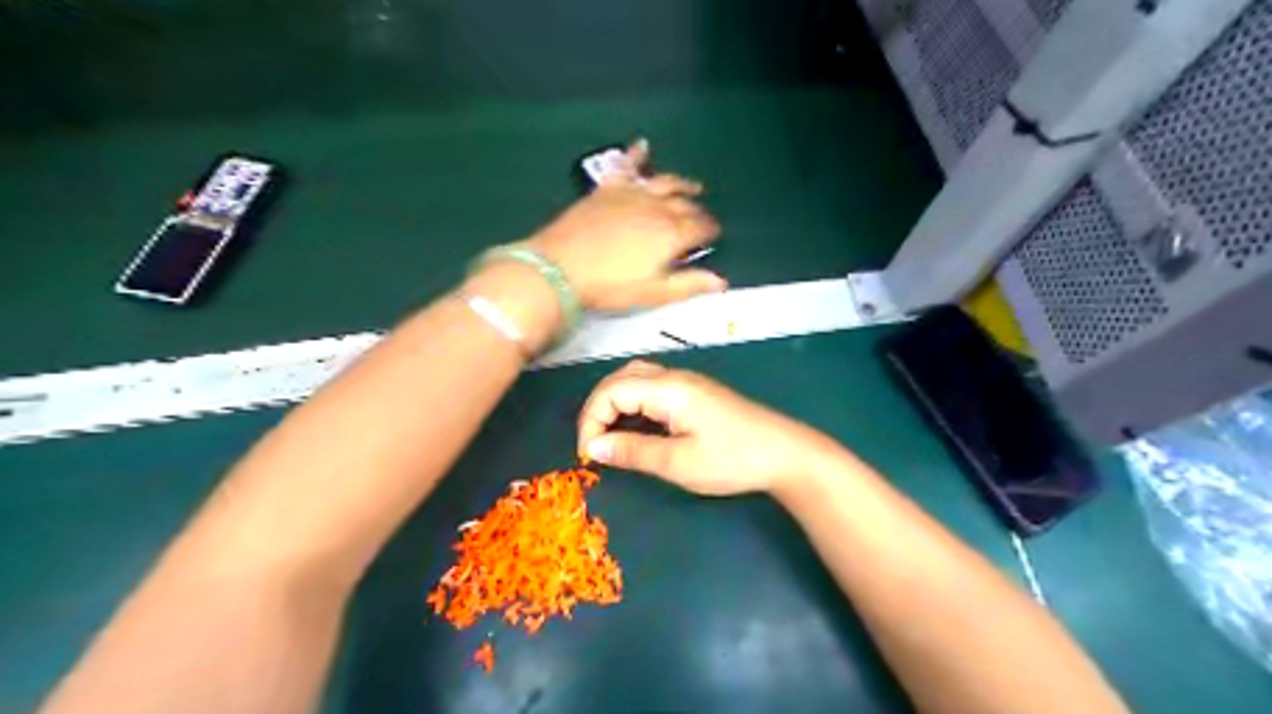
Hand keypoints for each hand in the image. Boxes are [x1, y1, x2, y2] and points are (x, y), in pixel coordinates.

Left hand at [526, 139, 724, 312]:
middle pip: (685, 206)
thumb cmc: (609, 285)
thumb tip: (720, 281)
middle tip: (703, 219)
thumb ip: (688, 284)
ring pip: (665, 183)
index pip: (701, 227)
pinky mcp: (607, 189)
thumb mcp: (653, 292)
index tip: (714, 235)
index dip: (710, 231)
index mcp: (671, 233)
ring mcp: (631, 194)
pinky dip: (636, 155)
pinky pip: (626, 166)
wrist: (560, 268)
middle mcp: (656, 207)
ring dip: (681, 184)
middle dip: (699, 212)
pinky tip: (642, 145)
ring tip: (693, 187)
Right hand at [580, 361, 837, 494]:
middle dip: (598, 408)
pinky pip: (652, 388)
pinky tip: (636, 429)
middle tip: (594, 444)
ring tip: (609, 437)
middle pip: (620, 378)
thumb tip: (593, 447)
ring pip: (636, 379)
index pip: (611, 391)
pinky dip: (633, 404)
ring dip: (615, 404)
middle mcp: (673, 377)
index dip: (591, 420)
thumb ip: (633, 452)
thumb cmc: (732, 459)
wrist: (784, 453)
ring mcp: (686, 382)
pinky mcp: (695, 393)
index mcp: (668, 388)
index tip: (588, 455)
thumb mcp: (679, 463)